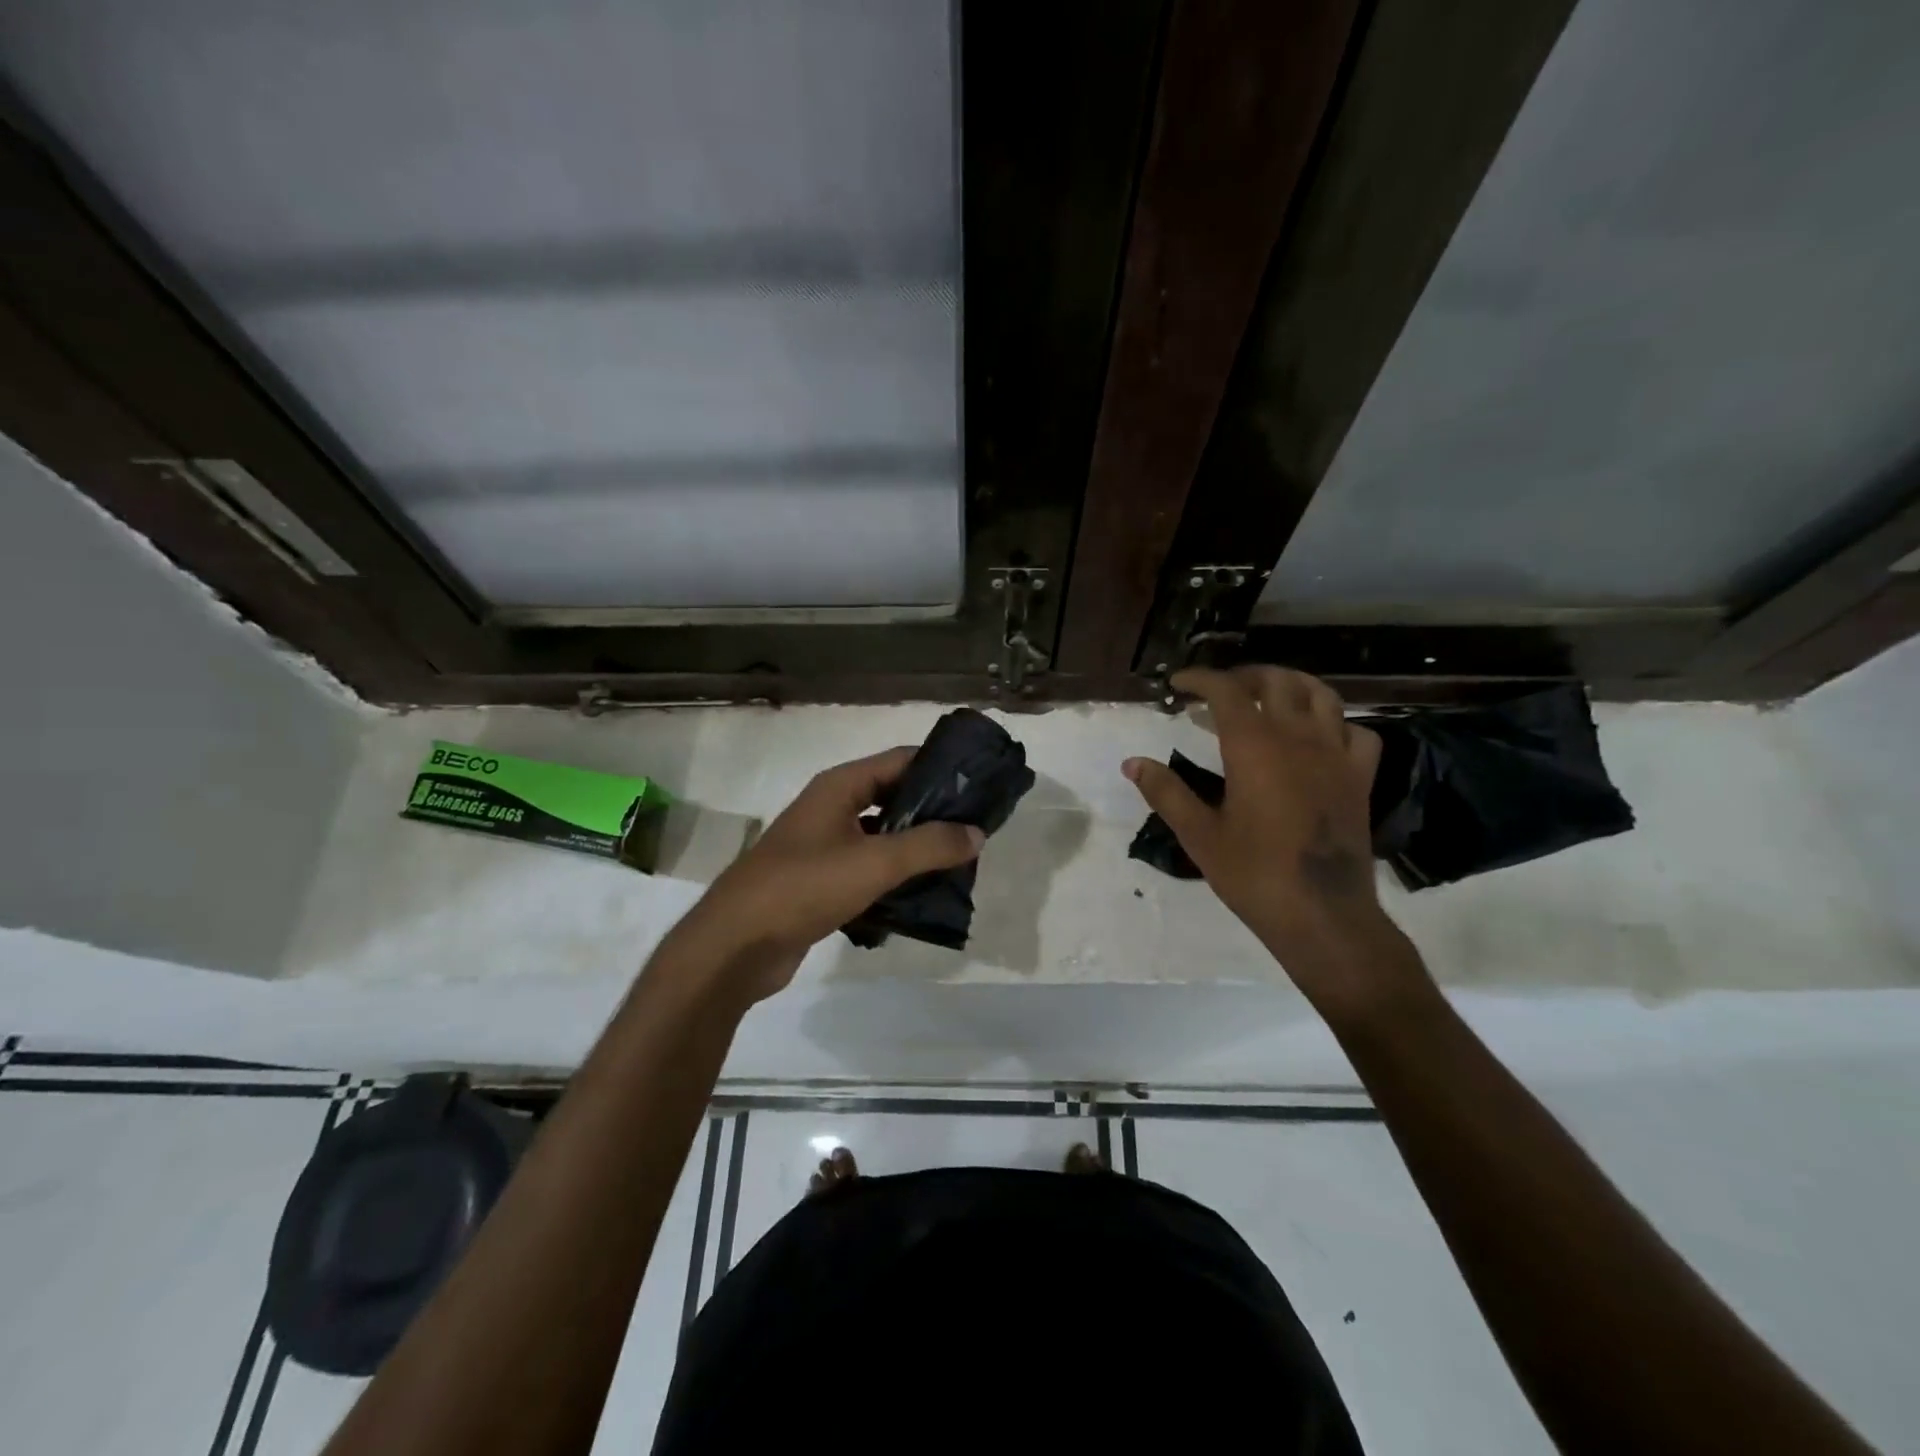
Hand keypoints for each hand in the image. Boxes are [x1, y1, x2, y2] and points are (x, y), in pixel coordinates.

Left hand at [667, 747, 983, 1003]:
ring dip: (916, 848)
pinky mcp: (821, 882)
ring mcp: (823, 846)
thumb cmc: (804, 887)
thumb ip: (929, 845)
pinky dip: (894, 877)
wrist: (735, 945)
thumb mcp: (874, 862)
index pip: (901, 760)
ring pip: (882, 837)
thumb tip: (976, 833)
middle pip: (893, 797)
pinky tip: (923, 895)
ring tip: (959, 863)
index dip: (941, 768)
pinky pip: (867, 870)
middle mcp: (831, 808)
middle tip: (976, 830)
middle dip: (933, 812)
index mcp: (840, 787)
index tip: (980, 785)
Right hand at [1123, 666, 1423, 1017]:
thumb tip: (1132, 763)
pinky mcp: (1360, 777)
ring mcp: (1336, 755)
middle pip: (1276, 681)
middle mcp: (1298, 738)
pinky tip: (1319, 736)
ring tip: (1269, 698)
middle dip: (1244, 677)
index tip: (1178, 684)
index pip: (1226, 691)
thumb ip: (1166, 792)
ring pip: (1321, 695)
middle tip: (1218, 693)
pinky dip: (1335, 722)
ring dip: (1291, 686)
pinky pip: (1356, 731)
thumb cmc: (1253, 874)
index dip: (1200, 679)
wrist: (1323, 915)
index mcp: (1254, 747)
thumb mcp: (1199, 834)